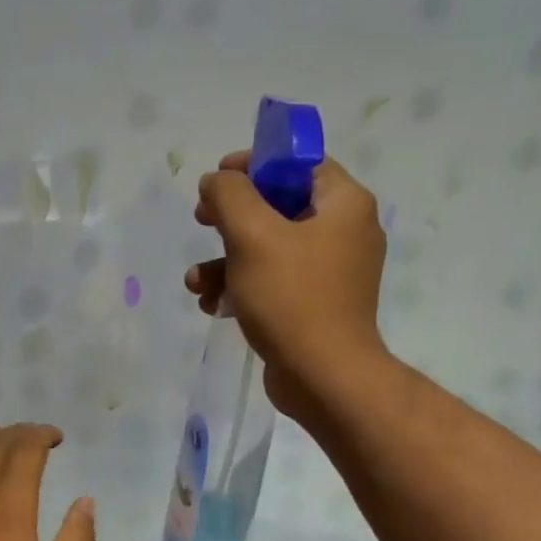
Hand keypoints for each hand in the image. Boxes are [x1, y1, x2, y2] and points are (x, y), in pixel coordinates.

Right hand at [185, 150, 387, 420]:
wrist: (323, 377)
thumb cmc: (291, 298)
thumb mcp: (252, 235)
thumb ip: (229, 195)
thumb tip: (217, 181)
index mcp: (343, 204)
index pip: (298, 163)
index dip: (254, 164)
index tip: (216, 179)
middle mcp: (344, 232)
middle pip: (278, 206)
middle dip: (231, 218)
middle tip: (201, 222)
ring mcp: (330, 272)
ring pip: (268, 249)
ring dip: (225, 261)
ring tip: (195, 283)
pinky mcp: (314, 306)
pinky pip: (272, 282)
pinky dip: (241, 288)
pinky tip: (211, 306)